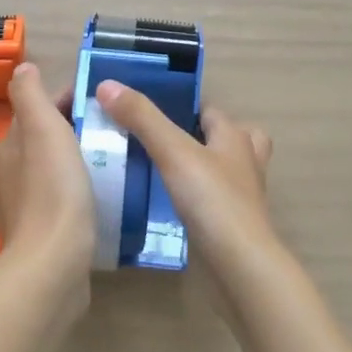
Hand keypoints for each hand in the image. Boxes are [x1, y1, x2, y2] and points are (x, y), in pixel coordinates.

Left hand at [0, 63, 96, 281]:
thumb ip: (30, 96)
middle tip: (111, 132)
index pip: (36, 113)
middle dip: (70, 133)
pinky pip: (57, 205)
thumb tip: (23, 69)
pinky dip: (73, 195)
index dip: (65, 103)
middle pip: (41, 143)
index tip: (99, 103)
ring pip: (48, 174)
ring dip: (73, 164)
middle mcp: (6, 177)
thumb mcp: (43, 129)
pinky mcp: (37, 238)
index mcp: (8, 148)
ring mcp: (20, 211)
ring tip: (109, 163)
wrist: (52, 264)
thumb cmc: (53, 189)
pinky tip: (96, 200)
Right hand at [95, 80, 277, 276]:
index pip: (210, 111)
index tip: (148, 111)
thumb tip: (107, 85)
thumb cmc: (212, 200)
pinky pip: (211, 202)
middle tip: (157, 142)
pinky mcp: (230, 226)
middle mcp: (243, 162)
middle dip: (199, 137)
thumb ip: (142, 118)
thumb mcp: (173, 152)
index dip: (183, 106)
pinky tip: (166, 206)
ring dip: (198, 168)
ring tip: (159, 171)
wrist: (239, 266)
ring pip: (220, 171)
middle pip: (226, 139)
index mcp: (234, 137)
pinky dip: (194, 199)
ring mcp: (240, 197)